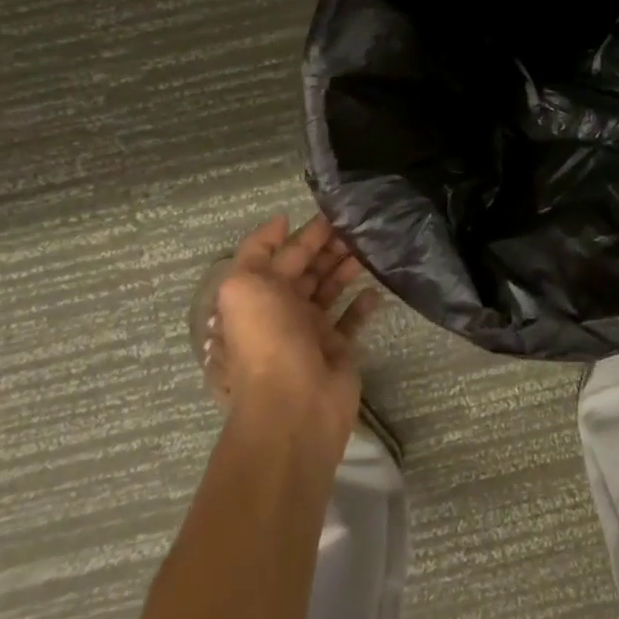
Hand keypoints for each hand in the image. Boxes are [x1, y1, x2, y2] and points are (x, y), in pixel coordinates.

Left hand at [205, 214, 380, 443]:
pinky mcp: (336, 350)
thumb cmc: (269, 340)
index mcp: (257, 297)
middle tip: (359, 227)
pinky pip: (350, 319)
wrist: (295, 405)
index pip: (281, 256)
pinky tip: (375, 288)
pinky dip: (362, 303)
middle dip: (329, 246)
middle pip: (307, 270)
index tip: (333, 212)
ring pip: (329, 289)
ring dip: (346, 267)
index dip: (303, 233)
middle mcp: (281, 312)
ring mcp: (309, 332)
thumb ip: (257, 250)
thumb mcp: (243, 286)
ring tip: (370, 248)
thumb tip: (280, 222)